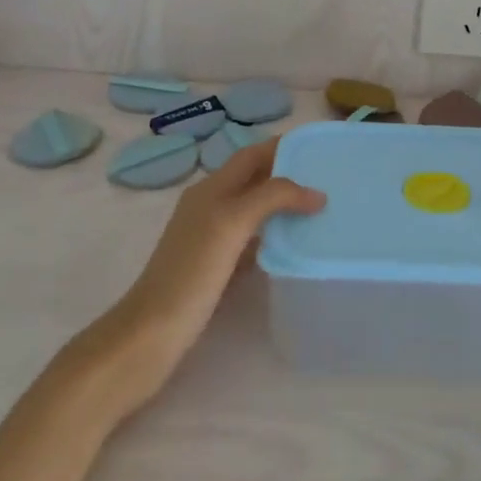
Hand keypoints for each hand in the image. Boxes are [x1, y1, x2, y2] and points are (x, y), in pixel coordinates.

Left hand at [81, 138, 323, 406]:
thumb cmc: (192, 271)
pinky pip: (253, 240)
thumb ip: (273, 197)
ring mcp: (212, 238)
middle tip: (328, 180)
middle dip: (289, 174)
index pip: (252, 154)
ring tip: (320, 209)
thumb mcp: (233, 222)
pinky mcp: (217, 266)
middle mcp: (211, 206)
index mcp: (211, 188)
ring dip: (284, 204)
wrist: (152, 333)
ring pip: (255, 209)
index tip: (319, 148)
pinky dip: (275, 235)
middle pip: (255, 179)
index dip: (283, 146)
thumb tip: (316, 193)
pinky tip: (294, 245)